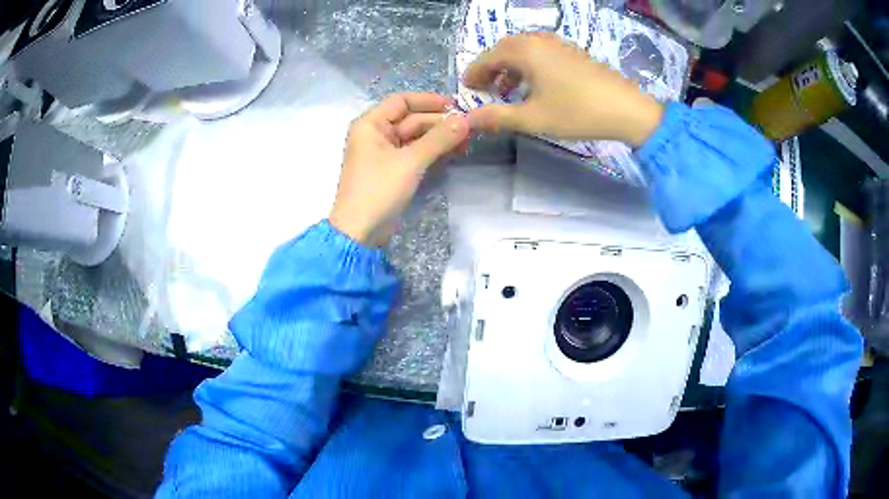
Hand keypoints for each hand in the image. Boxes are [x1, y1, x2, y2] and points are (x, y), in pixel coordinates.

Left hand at [329, 93, 469, 245]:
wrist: (360, 232)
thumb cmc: (379, 190)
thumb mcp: (410, 161)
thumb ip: (439, 138)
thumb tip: (466, 120)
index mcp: (371, 124)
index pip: (401, 101)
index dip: (429, 101)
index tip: (456, 105)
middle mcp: (376, 134)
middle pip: (411, 119)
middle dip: (439, 122)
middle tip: (469, 127)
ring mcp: (384, 153)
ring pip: (415, 137)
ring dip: (439, 138)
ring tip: (467, 140)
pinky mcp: (392, 170)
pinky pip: (414, 153)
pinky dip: (432, 152)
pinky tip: (453, 152)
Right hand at [463, 33, 663, 146]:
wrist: (627, 109)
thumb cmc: (577, 112)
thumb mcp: (533, 118)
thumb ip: (498, 117)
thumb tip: (468, 120)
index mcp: (525, 51)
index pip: (488, 56)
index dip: (475, 72)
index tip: (467, 88)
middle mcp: (539, 40)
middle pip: (505, 48)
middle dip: (491, 67)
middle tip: (485, 88)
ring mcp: (559, 44)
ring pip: (524, 48)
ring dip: (510, 65)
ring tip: (508, 88)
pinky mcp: (573, 52)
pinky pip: (541, 51)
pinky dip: (529, 64)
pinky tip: (535, 84)